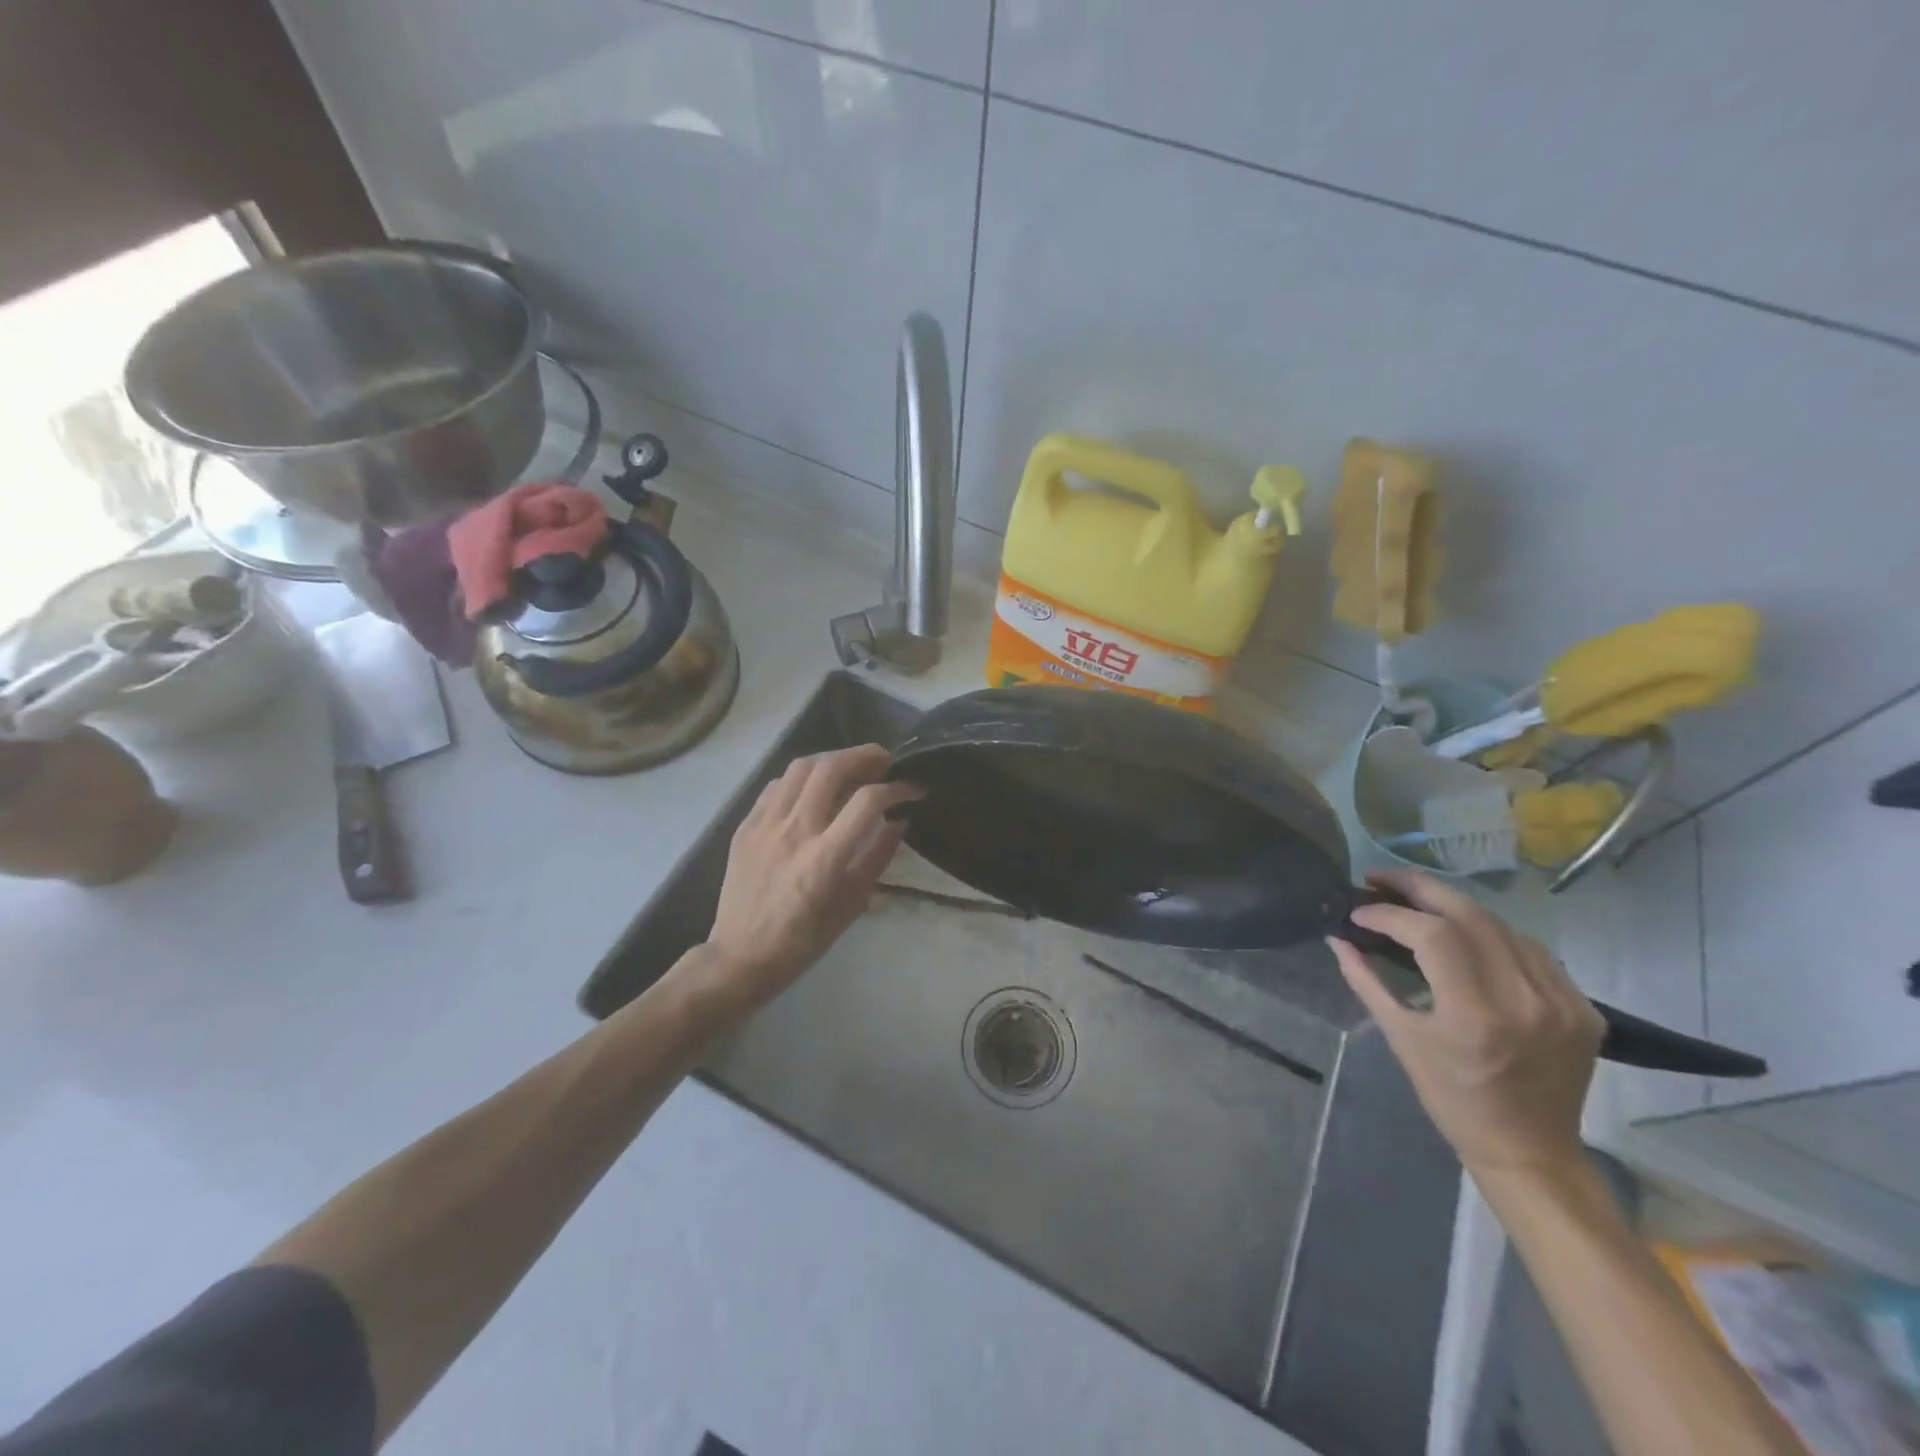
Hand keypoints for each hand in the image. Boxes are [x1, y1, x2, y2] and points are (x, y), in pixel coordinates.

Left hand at [695, 743, 922, 1013]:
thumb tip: (899, 822)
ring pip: (800, 768)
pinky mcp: (746, 826)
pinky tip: (813, 787)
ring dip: (831, 759)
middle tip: (883, 760)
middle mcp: (795, 830)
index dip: (897, 788)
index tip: (912, 790)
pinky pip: (776, 785)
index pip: (868, 800)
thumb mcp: (852, 904)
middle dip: (864, 756)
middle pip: (831, 769)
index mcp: (826, 856)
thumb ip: (878, 857)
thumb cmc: (804, 940)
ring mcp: (766, 824)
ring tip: (850, 766)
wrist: (741, 957)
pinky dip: (801, 777)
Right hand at [1328, 869, 1603, 1180]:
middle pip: (1470, 914)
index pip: (1431, 936)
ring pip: (1501, 925)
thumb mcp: (1400, 1038)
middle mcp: (1525, 999)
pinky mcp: (1583, 1007)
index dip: (1389, 914)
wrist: (1530, 1151)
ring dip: (1453, 906)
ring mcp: (1562, 1002)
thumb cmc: (1452, 1099)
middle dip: (1419, 888)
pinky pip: (1530, 950)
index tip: (1359, 912)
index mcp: (1475, 1015)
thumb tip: (1337, 938)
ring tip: (1416, 900)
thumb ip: (1366, 981)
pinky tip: (1466, 933)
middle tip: (1380, 878)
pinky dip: (1491, 932)